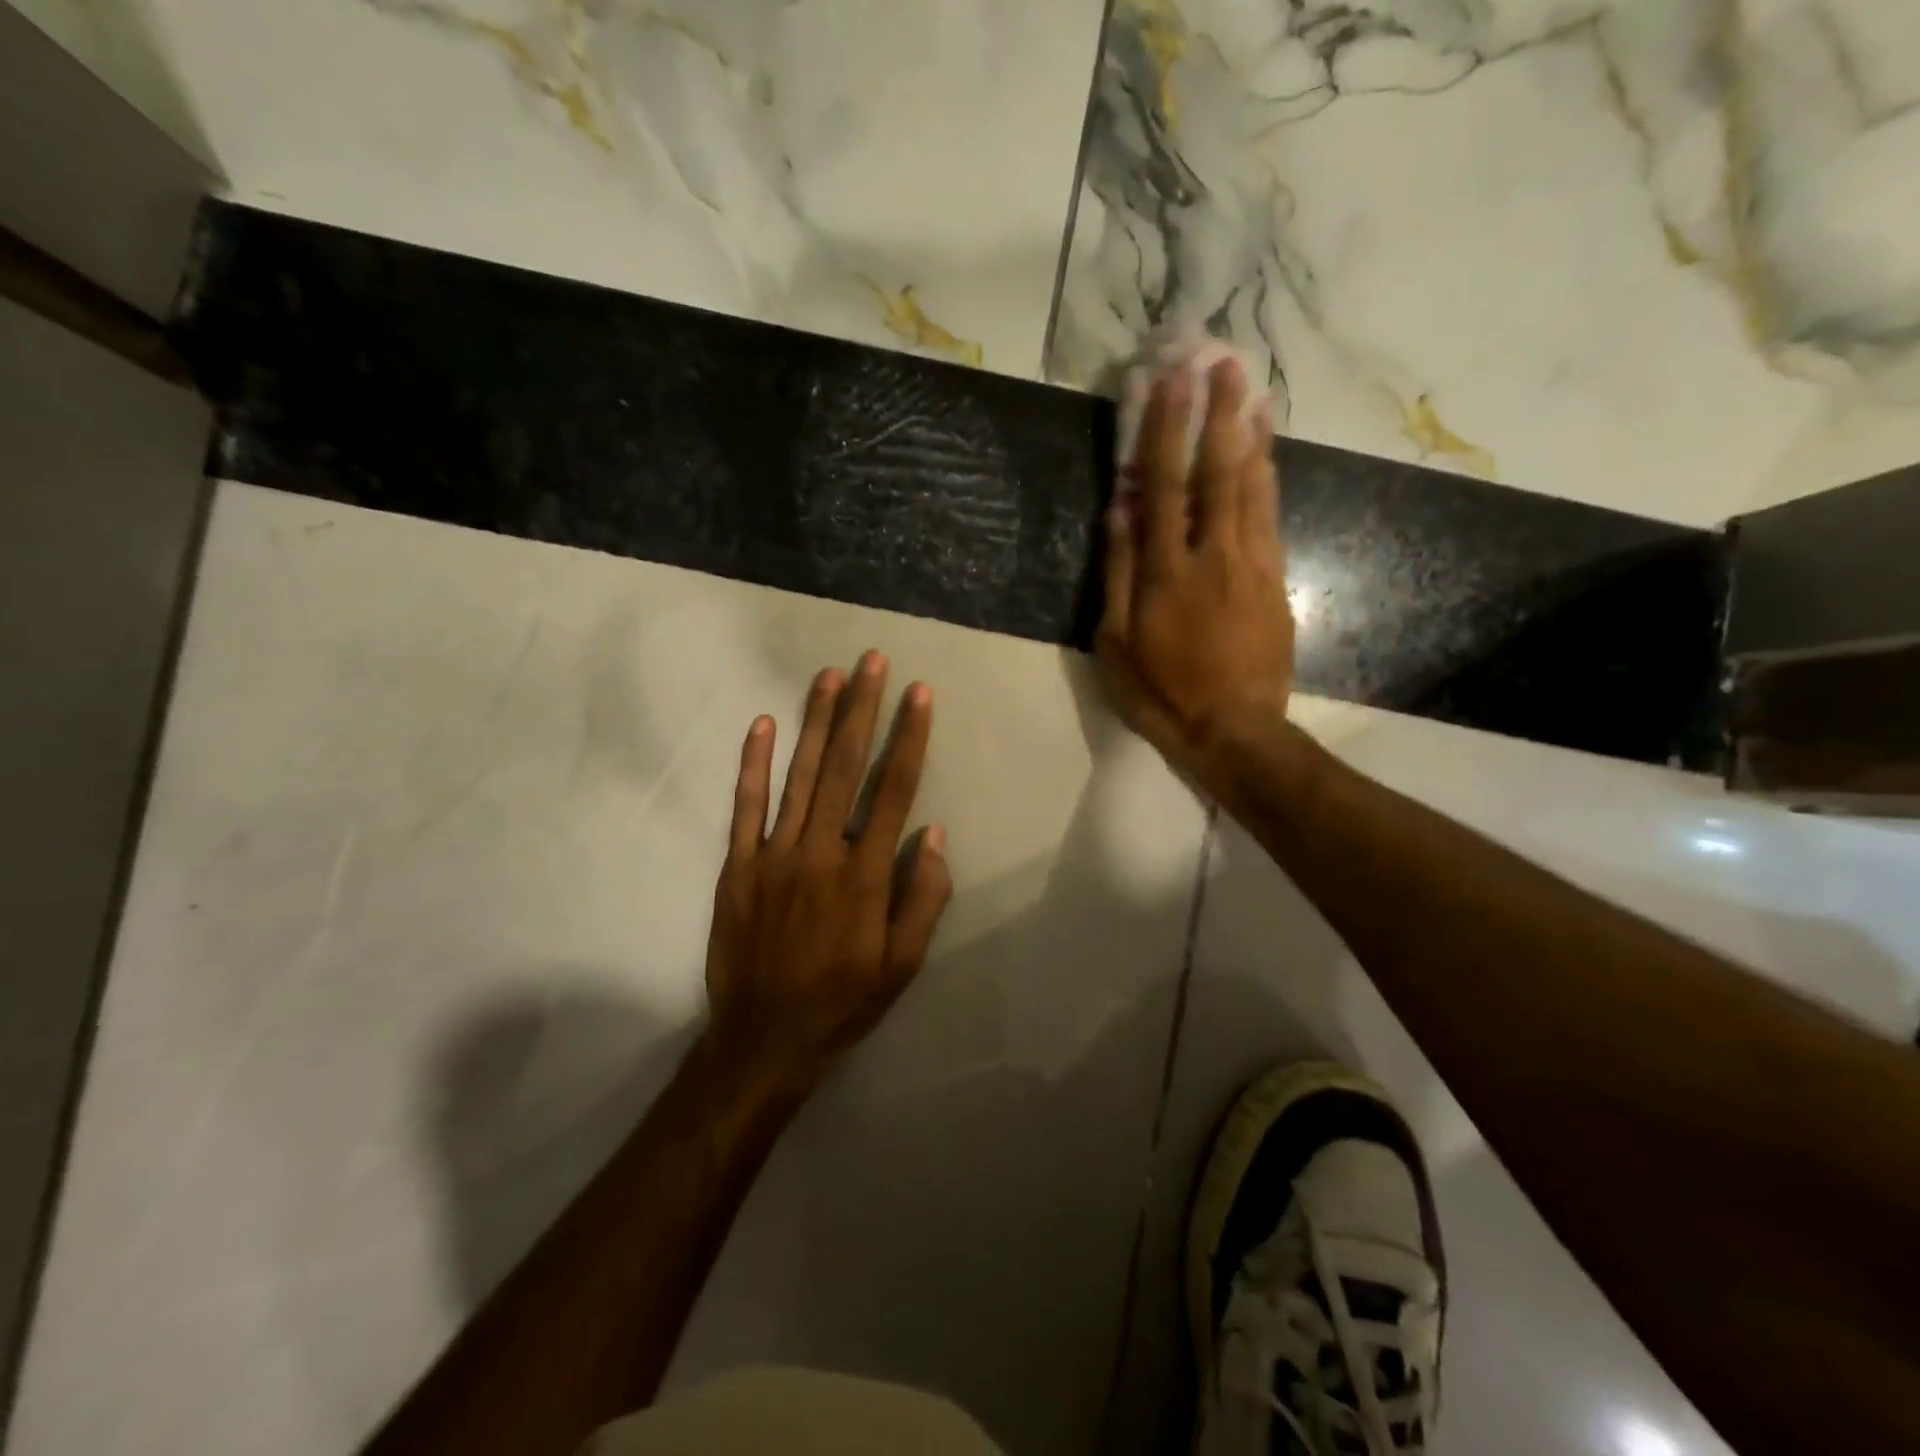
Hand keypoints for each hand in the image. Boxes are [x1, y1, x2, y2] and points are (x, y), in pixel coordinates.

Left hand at [702, 651, 952, 1095]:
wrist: (764, 1039)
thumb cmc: (843, 1001)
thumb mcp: (903, 965)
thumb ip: (923, 898)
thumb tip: (933, 833)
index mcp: (865, 876)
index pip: (893, 791)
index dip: (909, 738)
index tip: (919, 695)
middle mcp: (820, 853)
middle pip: (846, 768)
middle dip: (863, 710)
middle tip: (872, 661)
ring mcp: (774, 856)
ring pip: (799, 775)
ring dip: (816, 722)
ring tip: (829, 676)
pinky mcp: (738, 866)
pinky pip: (745, 807)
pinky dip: (752, 764)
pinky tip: (761, 725)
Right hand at [1098, 357, 1295, 792]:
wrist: (1234, 730)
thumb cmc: (1160, 692)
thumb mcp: (1115, 642)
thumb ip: (1117, 571)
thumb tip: (1118, 508)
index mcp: (1166, 570)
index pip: (1166, 484)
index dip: (1166, 429)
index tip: (1170, 380)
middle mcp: (1215, 554)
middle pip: (1221, 471)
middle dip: (1221, 413)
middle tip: (1225, 363)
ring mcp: (1254, 565)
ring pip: (1256, 487)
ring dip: (1252, 435)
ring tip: (1253, 392)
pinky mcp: (1277, 581)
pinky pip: (1272, 517)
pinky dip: (1269, 478)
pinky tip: (1266, 457)